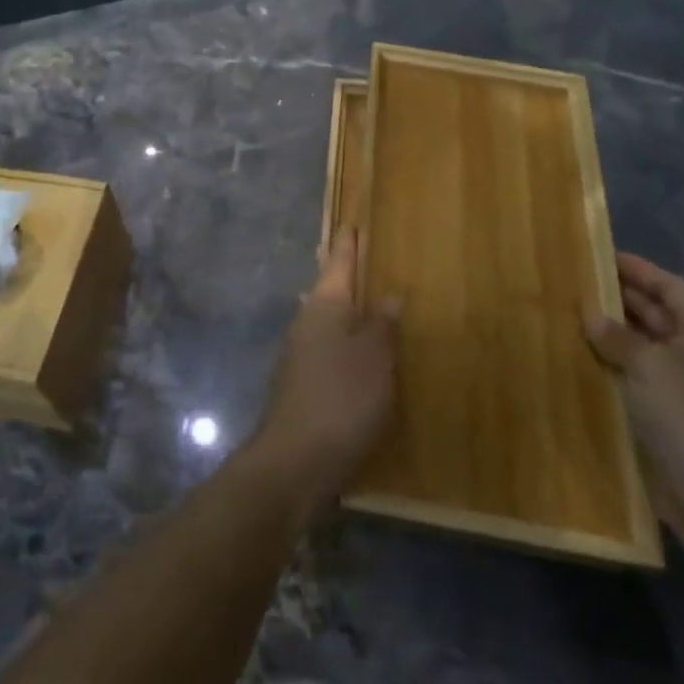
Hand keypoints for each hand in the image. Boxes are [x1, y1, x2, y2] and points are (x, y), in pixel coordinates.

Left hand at [253, 229, 400, 515]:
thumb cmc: (341, 399)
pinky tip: (354, 354)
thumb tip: (388, 295)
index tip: (351, 223)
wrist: (295, 460)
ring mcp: (298, 354)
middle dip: (343, 275)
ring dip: (342, 310)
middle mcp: (306, 322)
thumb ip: (381, 326)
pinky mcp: (299, 384)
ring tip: (365, 303)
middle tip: (361, 258)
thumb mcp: (373, 359)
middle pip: (327, 289)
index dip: (347, 244)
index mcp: (324, 306)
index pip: (338, 263)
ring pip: (324, 320)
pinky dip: (340, 341)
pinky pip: (324, 348)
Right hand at [586, 253, 683, 546]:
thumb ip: (616, 334)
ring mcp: (680, 382)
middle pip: (655, 311)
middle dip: (618, 296)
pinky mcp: (662, 408)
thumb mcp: (647, 364)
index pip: (670, 286)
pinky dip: (608, 358)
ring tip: (567, 310)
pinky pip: (632, 370)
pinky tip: (576, 350)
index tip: (599, 253)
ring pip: (640, 342)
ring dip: (609, 328)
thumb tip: (589, 311)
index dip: (638, 269)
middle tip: (574, 279)